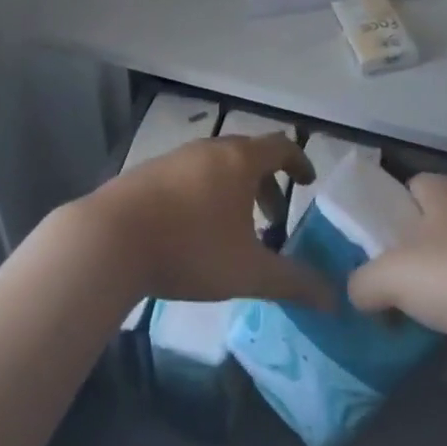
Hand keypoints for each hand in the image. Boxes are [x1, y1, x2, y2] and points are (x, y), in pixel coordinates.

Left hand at [76, 134, 336, 310]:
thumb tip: (334, 299)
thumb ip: (294, 283)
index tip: (308, 181)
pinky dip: (206, 192)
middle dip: (266, 183)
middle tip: (274, 218)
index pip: (280, 146)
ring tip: (235, 229)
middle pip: (248, 154)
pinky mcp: (149, 172)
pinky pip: (190, 174)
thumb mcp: (248, 272)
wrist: (111, 239)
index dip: (299, 161)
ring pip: (217, 164)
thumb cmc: (190, 248)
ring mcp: (176, 157)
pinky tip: (195, 229)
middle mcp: (210, 148)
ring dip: (235, 189)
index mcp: (239, 160)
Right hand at [348, 174, 446, 367]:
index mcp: (441, 189)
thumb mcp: (395, 277)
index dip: (385, 223)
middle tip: (398, 301)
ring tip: (427, 340)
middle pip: (432, 233)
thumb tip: (358, 293)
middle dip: (416, 269)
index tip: (375, 259)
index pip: (403, 192)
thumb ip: (364, 283)